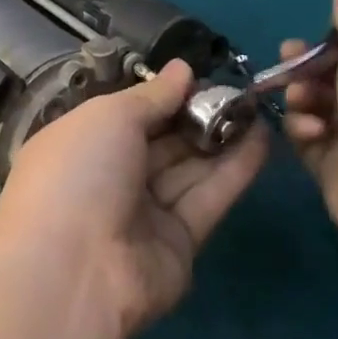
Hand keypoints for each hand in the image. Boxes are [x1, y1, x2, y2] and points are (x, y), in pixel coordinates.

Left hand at [0, 61, 268, 338]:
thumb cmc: (80, 171)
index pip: (128, 113)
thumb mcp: (110, 116)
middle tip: (240, 90)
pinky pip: (207, 198)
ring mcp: (143, 213)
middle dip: (197, 114)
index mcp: (82, 142)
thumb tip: (183, 68)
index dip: (164, 95)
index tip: (201, 75)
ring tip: (259, 107)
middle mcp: (111, 176)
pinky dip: (234, 170)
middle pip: (162, 140)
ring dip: (222, 138)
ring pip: (188, 168)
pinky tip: (262, 139)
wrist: (74, 270)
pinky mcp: (178, 244)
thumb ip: (152, 95)